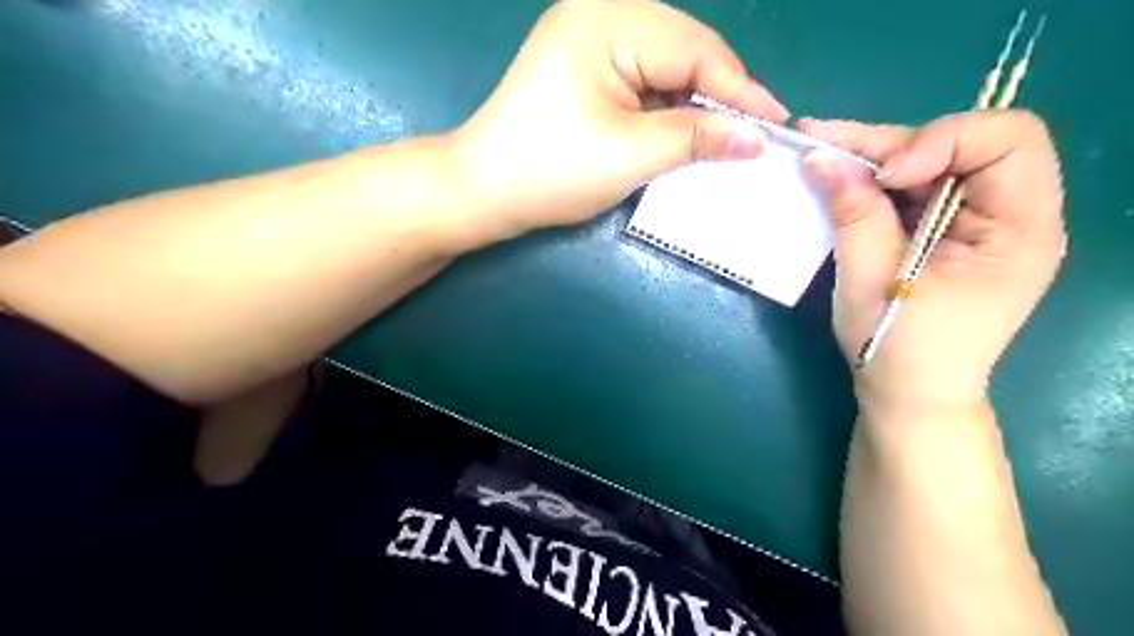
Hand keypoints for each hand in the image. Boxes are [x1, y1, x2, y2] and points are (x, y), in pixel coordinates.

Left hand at [447, 0, 784, 247]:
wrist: (482, 191)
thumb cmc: (552, 170)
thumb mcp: (632, 154)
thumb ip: (699, 138)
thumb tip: (757, 137)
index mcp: (609, 19)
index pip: (696, 50)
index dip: (741, 91)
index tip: (777, 127)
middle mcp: (600, 13)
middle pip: (683, 50)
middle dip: (718, 95)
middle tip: (752, 136)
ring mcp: (588, 39)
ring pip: (665, 66)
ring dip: (693, 103)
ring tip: (722, 138)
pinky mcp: (583, 67)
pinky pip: (641, 79)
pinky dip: (664, 107)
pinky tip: (682, 130)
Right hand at [797, 110, 1065, 411]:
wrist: (906, 393)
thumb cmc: (897, 347)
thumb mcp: (869, 280)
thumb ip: (853, 214)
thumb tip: (820, 157)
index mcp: (1020, 229)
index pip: (1007, 140)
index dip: (941, 141)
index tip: (883, 176)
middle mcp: (1010, 214)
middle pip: (962, 144)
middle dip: (892, 143)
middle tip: (826, 144)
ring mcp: (976, 222)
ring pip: (931, 162)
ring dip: (875, 157)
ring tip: (820, 153)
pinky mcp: (945, 231)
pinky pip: (914, 190)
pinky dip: (874, 182)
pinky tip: (836, 179)